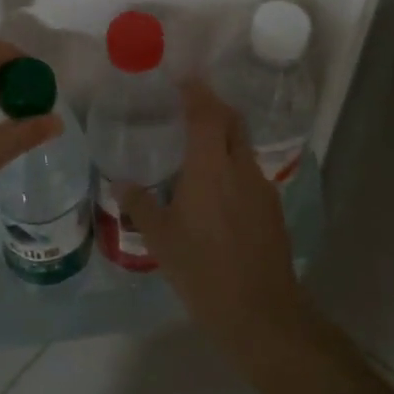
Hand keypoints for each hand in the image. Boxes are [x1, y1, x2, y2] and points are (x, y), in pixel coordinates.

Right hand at [125, 83, 316, 371]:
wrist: (261, 313)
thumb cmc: (203, 271)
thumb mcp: (161, 239)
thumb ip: (140, 205)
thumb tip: (121, 184)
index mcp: (210, 168)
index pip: (206, 113)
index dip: (195, 92)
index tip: (182, 80)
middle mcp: (240, 168)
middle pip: (232, 121)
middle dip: (213, 106)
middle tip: (188, 105)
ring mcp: (261, 187)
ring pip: (242, 146)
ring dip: (223, 136)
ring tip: (197, 148)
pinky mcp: (272, 208)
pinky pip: (249, 171)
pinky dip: (232, 164)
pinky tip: (216, 189)